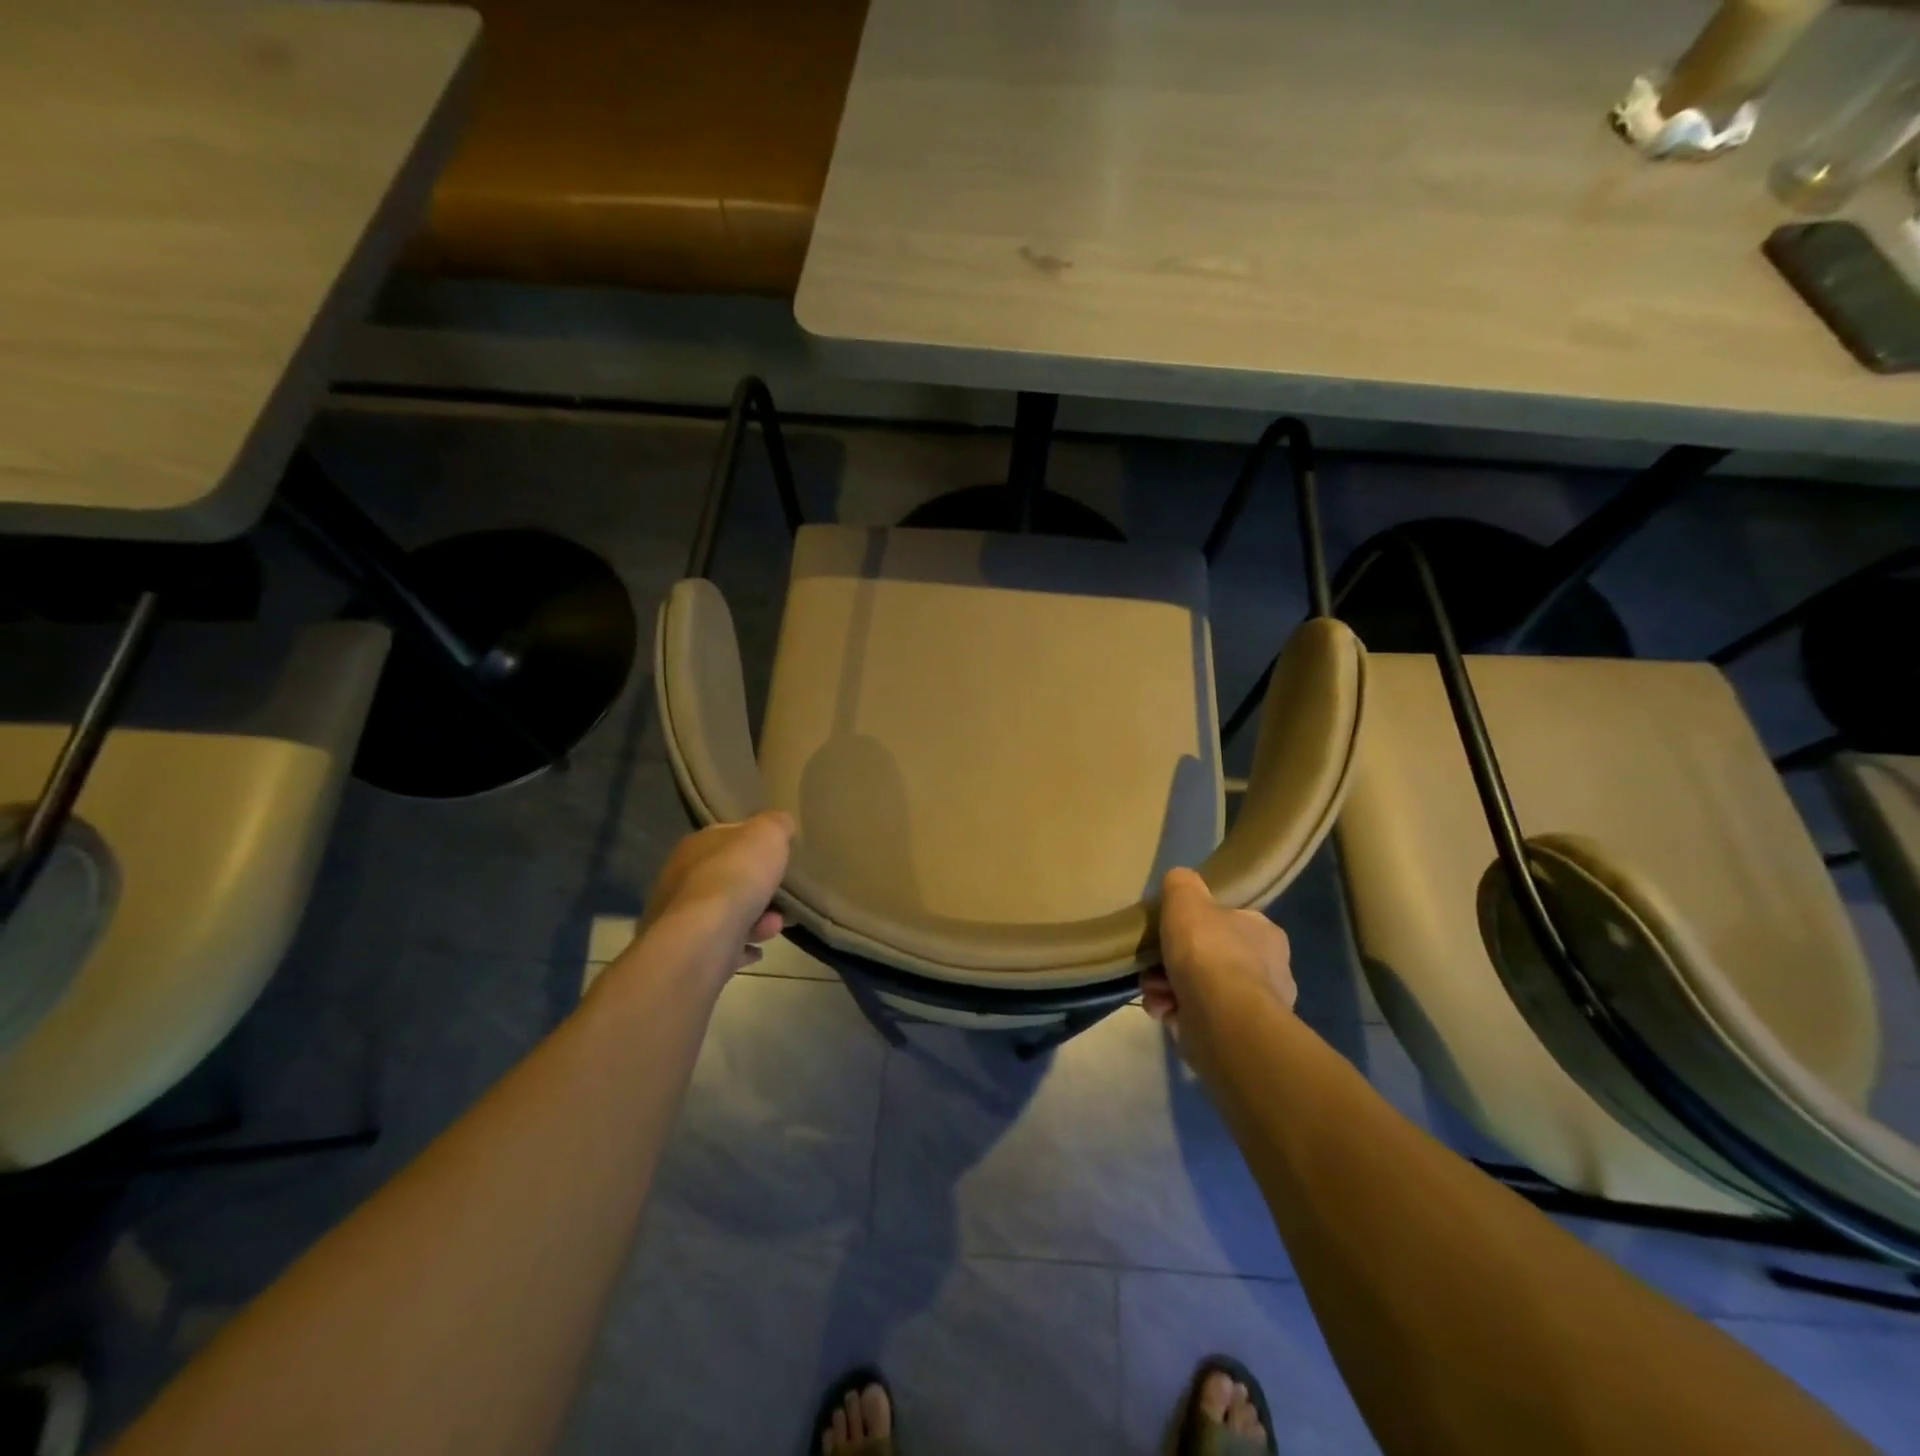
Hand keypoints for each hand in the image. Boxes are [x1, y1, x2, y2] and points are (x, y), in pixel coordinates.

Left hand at [636, 812, 793, 977]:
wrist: (702, 940)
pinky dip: (739, 946)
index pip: (727, 836)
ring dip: (754, 919)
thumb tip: (780, 824)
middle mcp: (681, 878)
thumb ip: (776, 824)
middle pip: (727, 878)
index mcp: (697, 845)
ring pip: (724, 913)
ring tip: (776, 927)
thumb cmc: (737, 877)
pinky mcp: (686, 951)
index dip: (754, 845)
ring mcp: (680, 917)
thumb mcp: (769, 834)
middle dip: (757, 888)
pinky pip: (719, 945)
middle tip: (782, 897)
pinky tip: (757, 951)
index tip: (778, 857)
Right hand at [1143, 867, 1295, 1051]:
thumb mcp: (1186, 898)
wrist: (1222, 1019)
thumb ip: (1181, 884)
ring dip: (1167, 987)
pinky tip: (1162, 1010)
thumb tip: (1180, 882)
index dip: (1197, 925)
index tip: (1171, 930)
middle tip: (1153, 963)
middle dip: (1174, 961)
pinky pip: (1196, 1018)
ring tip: (1153, 990)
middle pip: (1209, 957)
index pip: (1231, 922)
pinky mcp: (1235, 1038)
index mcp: (1265, 934)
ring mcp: (1253, 1008)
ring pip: (1199, 989)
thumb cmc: (1208, 951)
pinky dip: (1174, 1012)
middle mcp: (1268, 971)